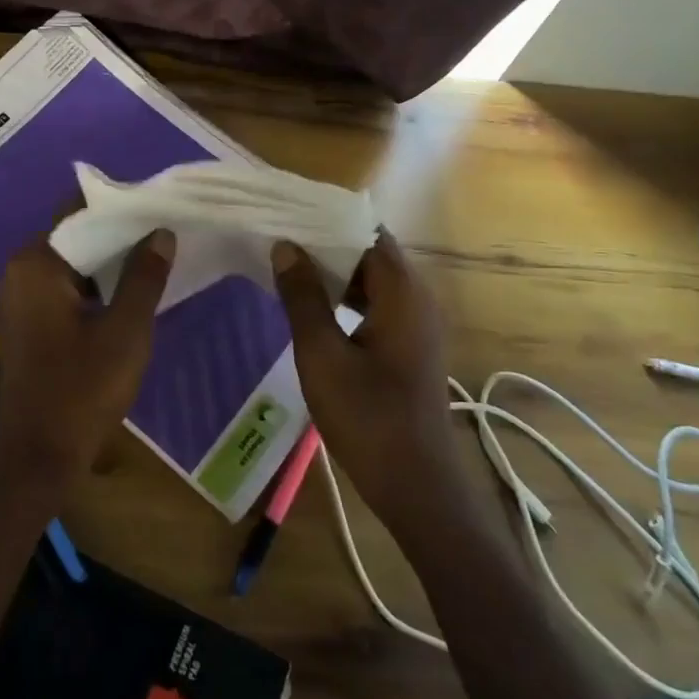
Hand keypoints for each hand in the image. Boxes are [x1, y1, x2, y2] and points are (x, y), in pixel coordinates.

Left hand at [0, 229, 173, 488]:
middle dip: (119, 237)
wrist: (37, 459)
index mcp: (35, 263)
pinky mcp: (29, 325)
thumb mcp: (126, 330)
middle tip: (165, 233)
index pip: (80, 213)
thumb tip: (161, 232)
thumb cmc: (81, 389)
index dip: (121, 209)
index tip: (159, 208)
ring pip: (73, 266)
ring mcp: (21, 300)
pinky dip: (95, 288)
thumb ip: (144, 276)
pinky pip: (66, 290)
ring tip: (157, 257)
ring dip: (109, 265)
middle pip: (76, 238)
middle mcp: (21, 272)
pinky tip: (130, 294)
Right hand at [271, 234, 464, 530]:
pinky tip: (315, 306)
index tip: (289, 214)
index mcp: (402, 291)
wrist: (416, 484)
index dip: (328, 219)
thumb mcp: (322, 354)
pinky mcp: (411, 345)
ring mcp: (418, 323)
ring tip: (290, 266)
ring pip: (373, 279)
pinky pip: (378, 303)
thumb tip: (285, 247)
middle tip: (281, 239)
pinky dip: (348, 296)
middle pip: (371, 251)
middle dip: (327, 243)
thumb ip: (303, 297)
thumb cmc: (368, 416)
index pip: (367, 231)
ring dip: (336, 271)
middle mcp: (417, 297)